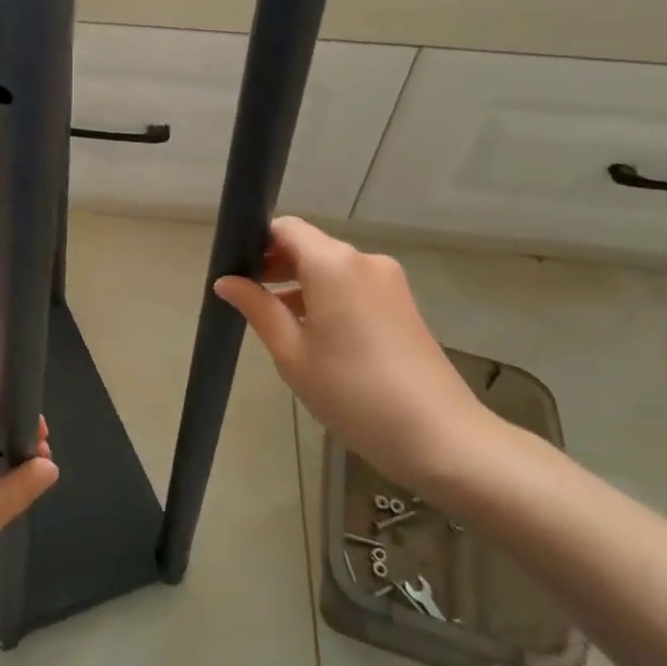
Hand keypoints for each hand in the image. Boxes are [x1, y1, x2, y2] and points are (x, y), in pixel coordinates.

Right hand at [214, 217, 500, 499]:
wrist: (440, 437)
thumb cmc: (352, 392)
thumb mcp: (291, 353)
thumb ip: (257, 308)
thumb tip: (226, 281)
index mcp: (333, 264)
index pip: (286, 228)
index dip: (256, 243)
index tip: (236, 273)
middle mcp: (364, 260)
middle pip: (309, 246)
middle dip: (276, 266)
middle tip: (248, 301)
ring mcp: (389, 282)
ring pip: (331, 268)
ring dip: (301, 285)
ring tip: (278, 325)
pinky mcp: (402, 304)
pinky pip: (353, 286)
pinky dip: (328, 298)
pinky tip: (315, 336)